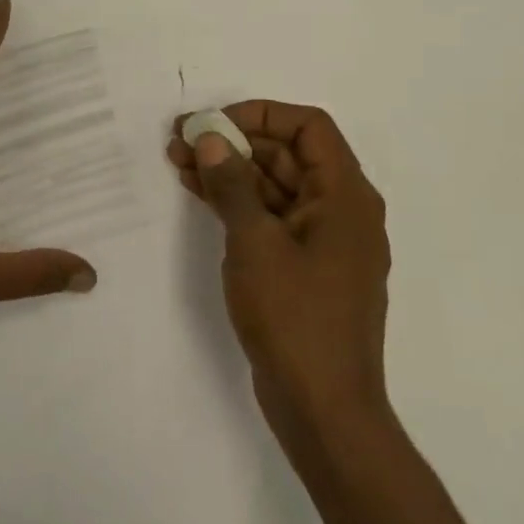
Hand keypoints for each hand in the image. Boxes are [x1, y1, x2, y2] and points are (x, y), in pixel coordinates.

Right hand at [168, 102, 391, 449]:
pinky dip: (237, 202)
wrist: (324, 410)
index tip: (214, 123)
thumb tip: (211, 139)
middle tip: (181, 139)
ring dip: (230, 171)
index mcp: (346, 196)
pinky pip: (271, 217)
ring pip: (274, 186)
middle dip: (235, 142)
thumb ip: (232, 185)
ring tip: (178, 160)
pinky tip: (199, 191)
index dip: (260, 114)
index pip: (309, 127)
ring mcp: (322, 241)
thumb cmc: (295, 318)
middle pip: (288, 154)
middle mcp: (341, 210)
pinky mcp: (303, 267)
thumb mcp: (256, 244)